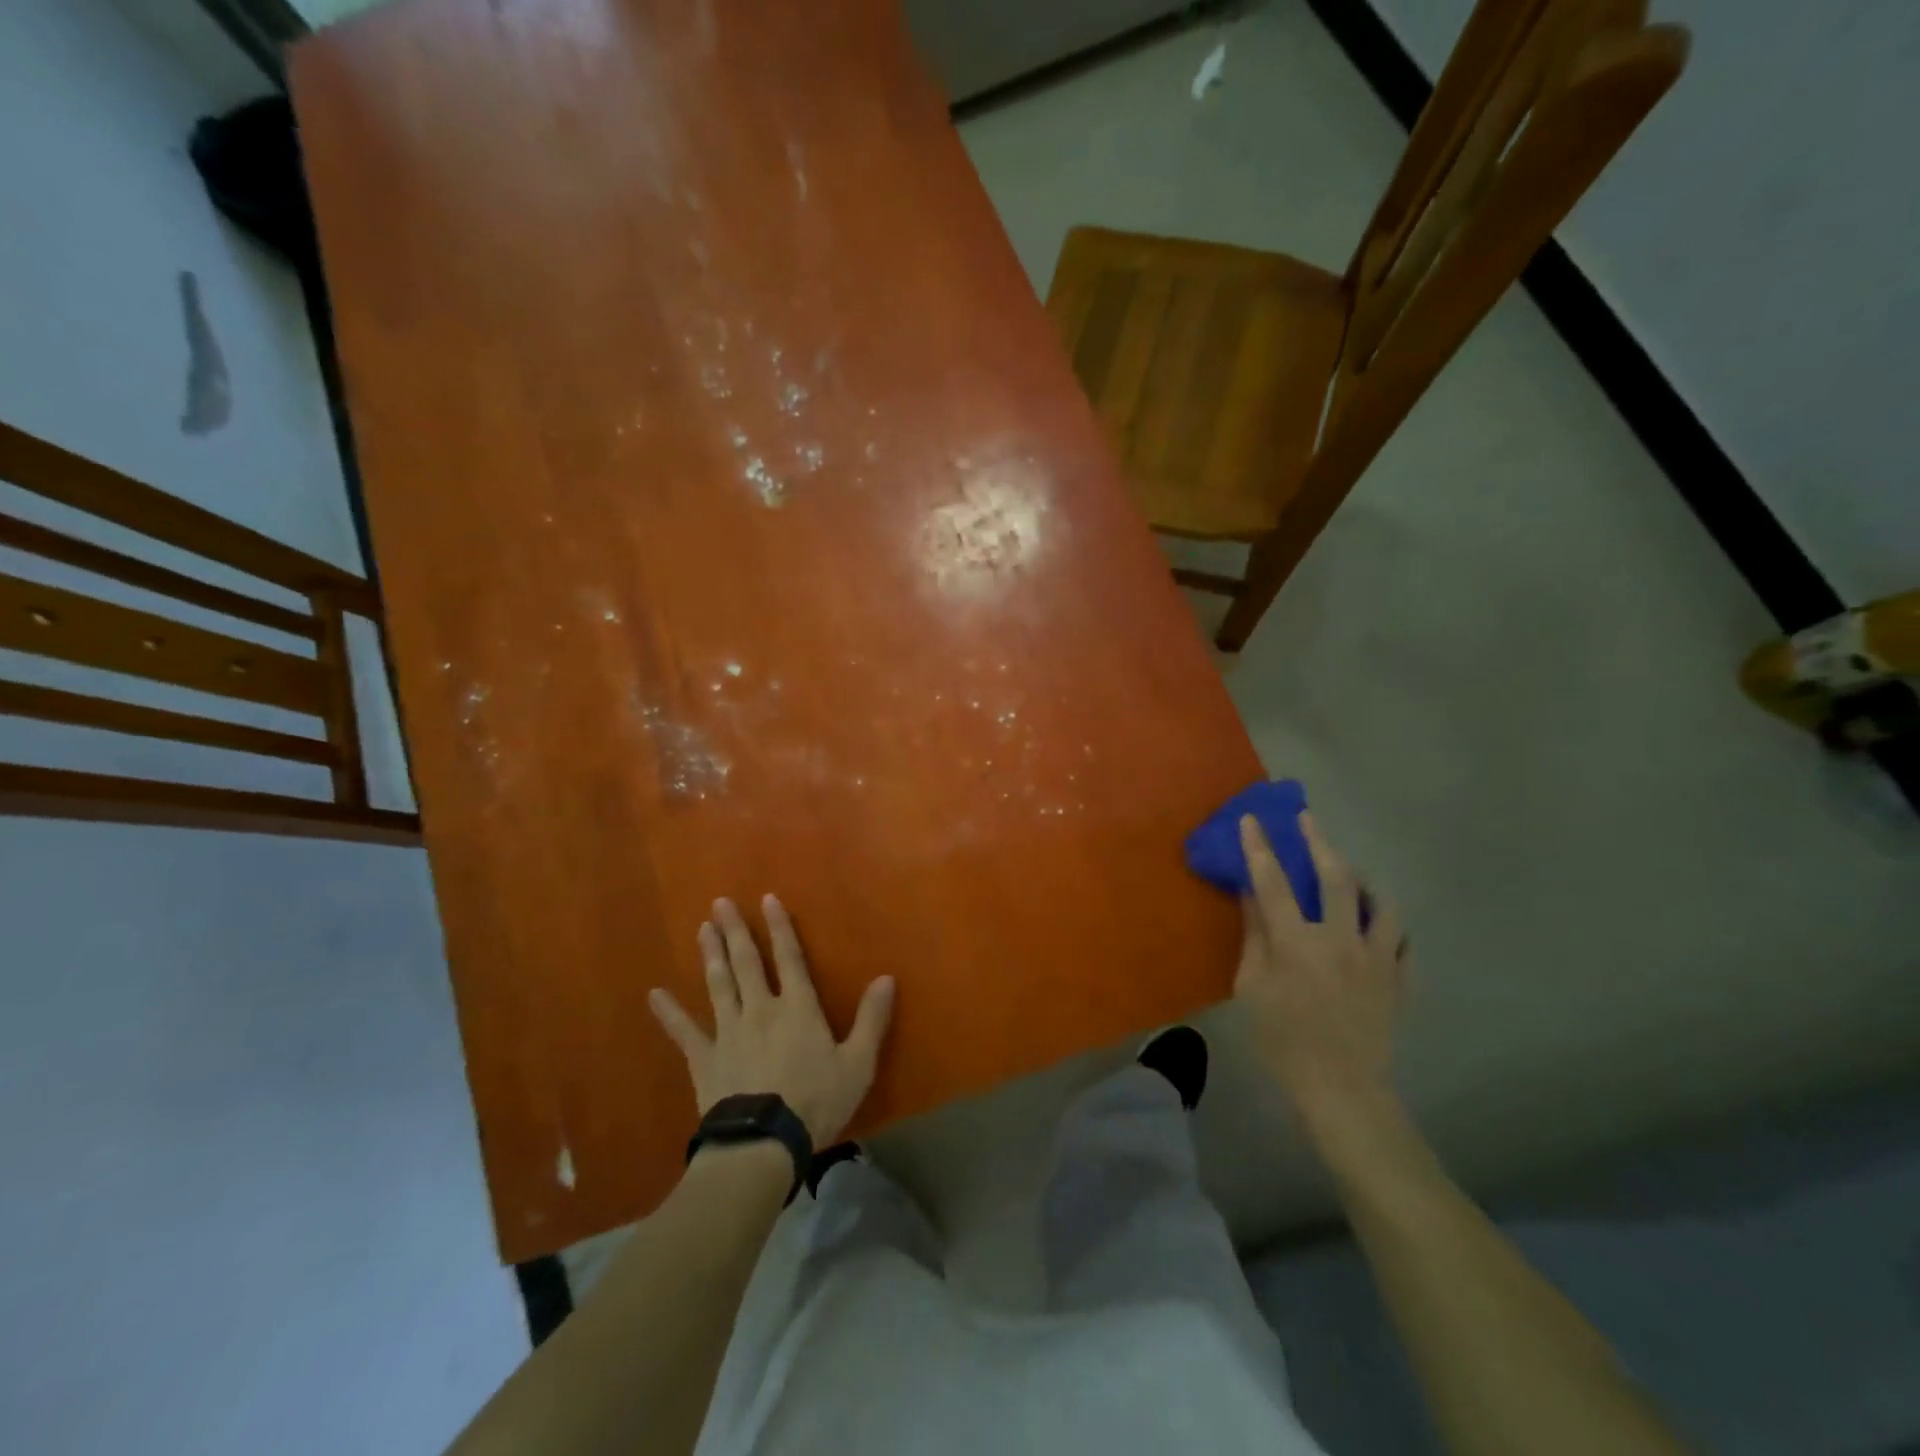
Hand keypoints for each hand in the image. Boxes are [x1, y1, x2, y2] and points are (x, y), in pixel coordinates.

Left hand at [648, 895, 894, 1147]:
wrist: (763, 1144)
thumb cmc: (816, 1102)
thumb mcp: (858, 1063)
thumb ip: (871, 1019)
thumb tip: (887, 977)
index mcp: (797, 1008)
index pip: (789, 957)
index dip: (779, 927)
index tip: (767, 899)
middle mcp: (760, 1009)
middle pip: (747, 962)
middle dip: (735, 931)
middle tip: (720, 903)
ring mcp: (728, 1032)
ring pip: (719, 985)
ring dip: (711, 955)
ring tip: (703, 928)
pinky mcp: (704, 1059)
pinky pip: (684, 1032)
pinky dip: (669, 1013)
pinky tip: (654, 994)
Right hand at [1235, 813, 1407, 1116]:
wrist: (1342, 1088)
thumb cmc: (1283, 1039)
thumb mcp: (1252, 987)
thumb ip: (1254, 936)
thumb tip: (1250, 895)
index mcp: (1297, 942)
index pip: (1273, 882)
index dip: (1260, 847)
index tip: (1253, 818)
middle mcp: (1341, 939)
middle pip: (1335, 877)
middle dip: (1318, 841)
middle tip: (1308, 818)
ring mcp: (1377, 957)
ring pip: (1380, 902)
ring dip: (1363, 879)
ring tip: (1352, 871)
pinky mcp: (1399, 978)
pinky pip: (1402, 939)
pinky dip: (1389, 923)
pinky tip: (1378, 923)